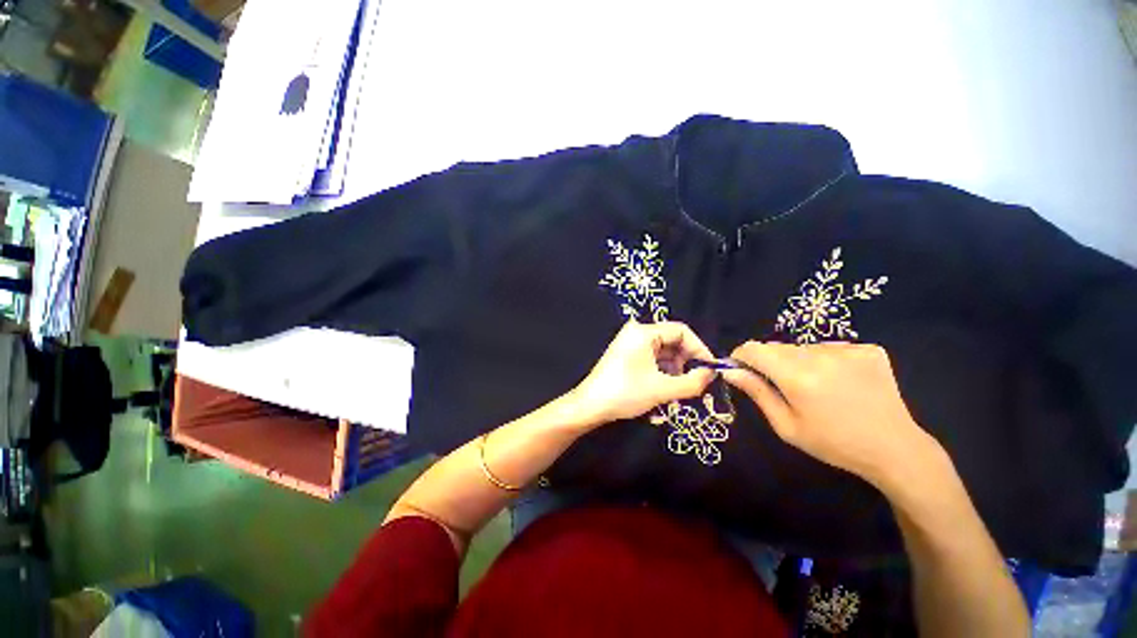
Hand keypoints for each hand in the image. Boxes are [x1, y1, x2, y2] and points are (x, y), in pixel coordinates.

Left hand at [570, 320, 716, 426]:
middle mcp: (636, 332)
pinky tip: (664, 389)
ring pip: (663, 352)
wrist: (590, 406)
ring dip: (674, 370)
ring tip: (678, 390)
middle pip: (672, 341)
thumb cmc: (625, 393)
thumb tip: (712, 374)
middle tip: (695, 383)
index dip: (699, 349)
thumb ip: (692, 382)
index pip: (681, 331)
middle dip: (686, 362)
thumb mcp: (662, 389)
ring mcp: (630, 343)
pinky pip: (652, 358)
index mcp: (643, 332)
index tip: (710, 369)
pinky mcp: (627, 355)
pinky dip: (662, 372)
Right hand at [722, 341, 939, 486]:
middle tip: (782, 386)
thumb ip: (757, 393)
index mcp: (798, 377)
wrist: (895, 449)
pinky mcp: (868, 349)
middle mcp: (821, 356)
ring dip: (798, 361)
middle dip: (769, 362)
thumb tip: (730, 371)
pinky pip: (830, 347)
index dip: (741, 356)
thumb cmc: (833, 443)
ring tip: (815, 386)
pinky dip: (825, 360)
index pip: (754, 349)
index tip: (741, 369)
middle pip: (777, 347)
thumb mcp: (787, 426)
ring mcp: (848, 349)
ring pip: (803, 347)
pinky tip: (839, 381)